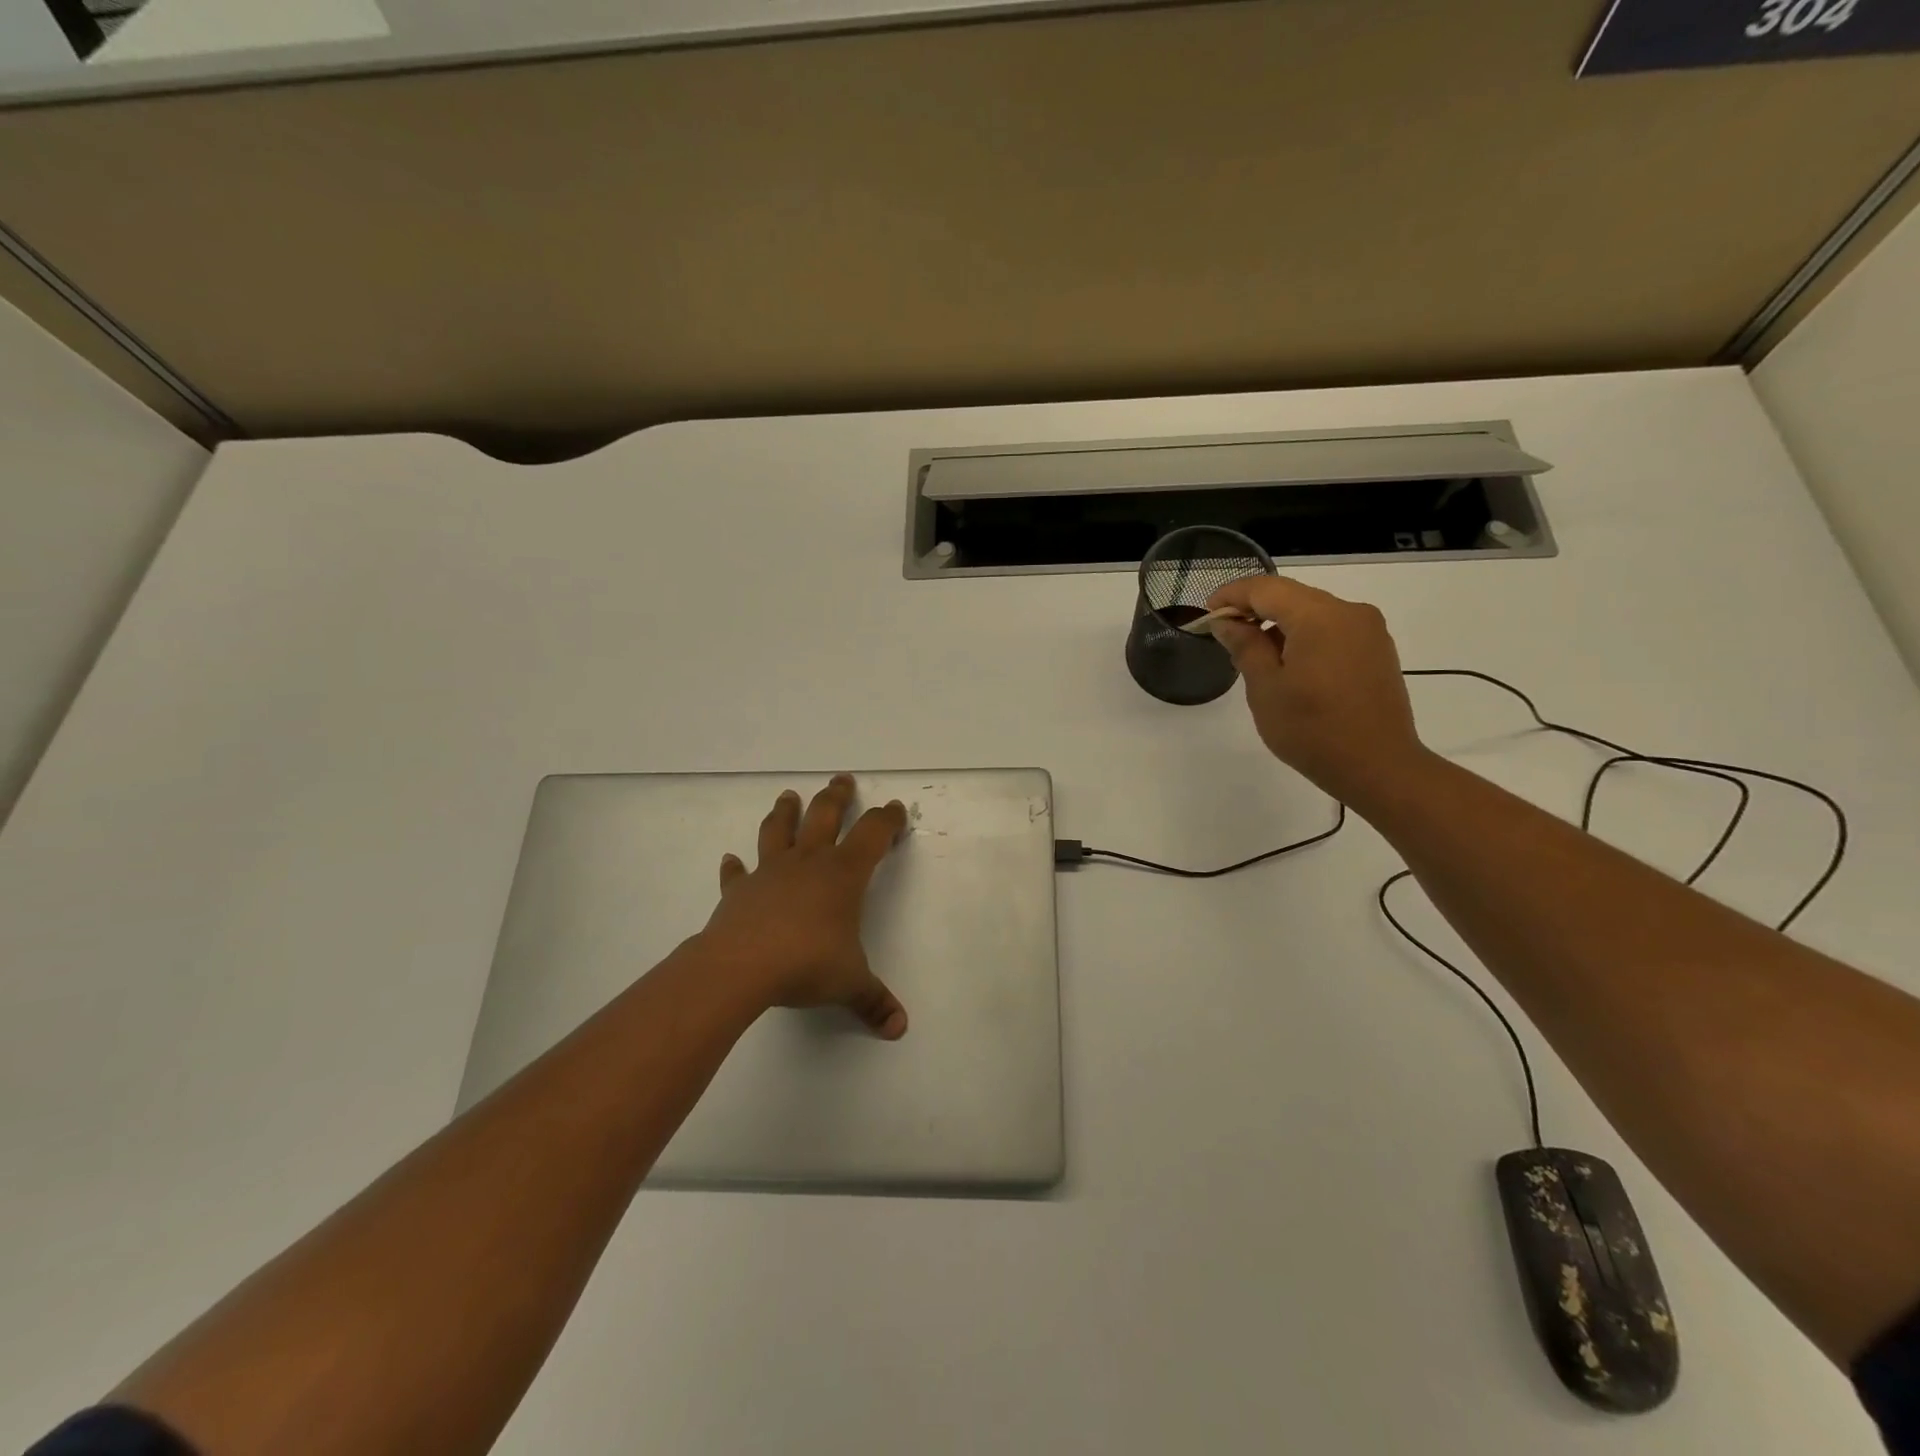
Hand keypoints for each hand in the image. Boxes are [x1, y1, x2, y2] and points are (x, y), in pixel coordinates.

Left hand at [697, 775, 910, 1038]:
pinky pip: (737, 873)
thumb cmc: (806, 964)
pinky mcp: (739, 892)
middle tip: (841, 779)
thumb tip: (899, 1028)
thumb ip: (874, 1001)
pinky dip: (734, 866)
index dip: (887, 820)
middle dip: (836, 796)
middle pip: (824, 816)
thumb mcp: (850, 984)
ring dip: (784, 812)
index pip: (872, 834)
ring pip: (778, 831)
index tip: (895, 809)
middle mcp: (808, 863)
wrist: (741, 967)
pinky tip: (730, 859)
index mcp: (842, 875)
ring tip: (788, 795)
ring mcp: (770, 873)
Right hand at [1204, 575, 1427, 803]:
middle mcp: (1349, 612)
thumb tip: (1227, 622)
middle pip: (1291, 596)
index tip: (1207, 614)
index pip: (1266, 588)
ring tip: (1254, 657)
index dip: (1232, 596)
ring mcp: (1368, 631)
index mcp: (1319, 616)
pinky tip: (1289, 666)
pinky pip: (1332, 630)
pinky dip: (1304, 637)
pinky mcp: (1376, 650)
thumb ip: (1244, 646)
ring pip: (1312, 613)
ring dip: (1279, 625)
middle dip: (1255, 610)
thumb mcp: (1266, 688)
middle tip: (1225, 635)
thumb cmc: (1312, 729)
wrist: (1378, 767)